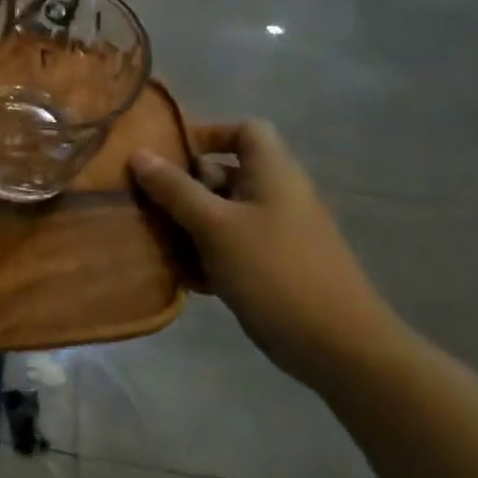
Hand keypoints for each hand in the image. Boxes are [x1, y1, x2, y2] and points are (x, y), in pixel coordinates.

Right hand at [130, 120, 406, 392]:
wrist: (338, 346)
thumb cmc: (274, 271)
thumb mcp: (215, 226)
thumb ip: (175, 189)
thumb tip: (138, 153)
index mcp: (273, 173)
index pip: (244, 130)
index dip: (207, 134)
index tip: (168, 155)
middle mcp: (277, 195)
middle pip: (225, 173)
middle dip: (183, 186)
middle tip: (146, 203)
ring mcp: (277, 233)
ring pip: (222, 214)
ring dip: (188, 224)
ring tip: (154, 240)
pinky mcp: (272, 267)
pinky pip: (230, 247)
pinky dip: (205, 254)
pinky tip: (181, 275)